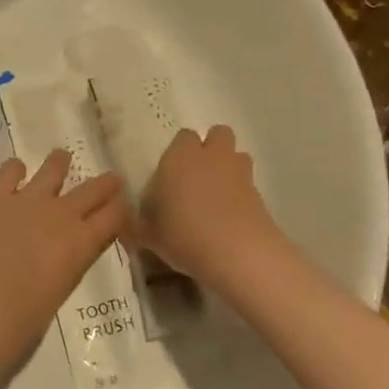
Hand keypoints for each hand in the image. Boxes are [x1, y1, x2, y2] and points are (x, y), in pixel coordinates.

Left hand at [0, 150, 129, 359]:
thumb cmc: (26, 316)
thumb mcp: (62, 287)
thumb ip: (68, 263)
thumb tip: (63, 253)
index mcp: (83, 242)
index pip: (115, 216)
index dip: (121, 209)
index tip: (122, 205)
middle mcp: (61, 213)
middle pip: (93, 189)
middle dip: (105, 183)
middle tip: (111, 178)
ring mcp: (27, 199)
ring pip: (52, 169)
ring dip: (58, 164)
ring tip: (61, 157)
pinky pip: (10, 171)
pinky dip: (14, 169)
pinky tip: (15, 170)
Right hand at [137, 126, 280, 286]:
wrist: (236, 254)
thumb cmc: (182, 235)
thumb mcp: (147, 234)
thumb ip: (137, 225)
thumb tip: (128, 226)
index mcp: (179, 157)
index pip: (182, 137)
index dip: (178, 152)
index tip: (170, 174)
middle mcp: (211, 156)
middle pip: (218, 134)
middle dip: (210, 149)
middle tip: (196, 176)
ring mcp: (239, 173)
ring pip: (237, 155)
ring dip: (228, 167)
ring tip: (216, 194)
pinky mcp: (260, 194)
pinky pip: (248, 183)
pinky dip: (240, 193)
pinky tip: (229, 217)